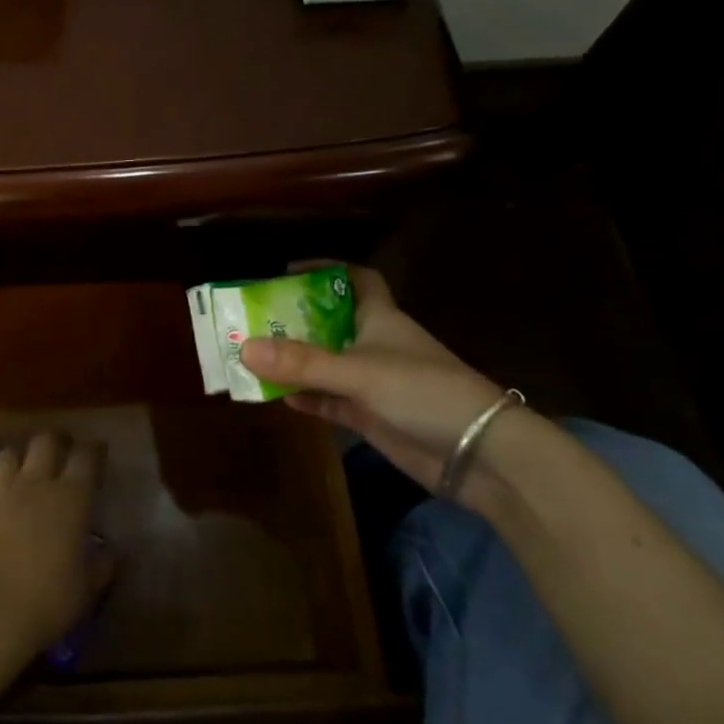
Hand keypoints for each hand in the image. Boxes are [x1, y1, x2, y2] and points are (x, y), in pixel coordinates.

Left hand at [0, 432, 105, 658]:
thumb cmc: (50, 599)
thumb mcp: (88, 587)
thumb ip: (102, 564)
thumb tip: (111, 552)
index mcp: (70, 497)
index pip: (85, 457)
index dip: (93, 450)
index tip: (98, 452)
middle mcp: (35, 484)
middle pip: (45, 442)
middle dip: (56, 441)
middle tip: (61, 450)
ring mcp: (0, 493)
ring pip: (8, 455)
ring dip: (18, 458)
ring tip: (23, 469)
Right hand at [239, 263, 510, 495]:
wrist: (479, 454)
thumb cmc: (423, 391)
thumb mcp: (359, 372)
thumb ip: (302, 362)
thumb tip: (243, 347)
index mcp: (379, 318)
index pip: (356, 279)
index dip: (326, 269)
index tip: (289, 271)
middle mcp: (374, 345)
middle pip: (329, 322)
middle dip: (294, 319)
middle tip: (252, 318)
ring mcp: (372, 383)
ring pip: (325, 364)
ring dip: (294, 361)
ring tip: (252, 356)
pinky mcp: (371, 416)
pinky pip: (329, 400)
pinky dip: (307, 396)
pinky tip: (279, 396)